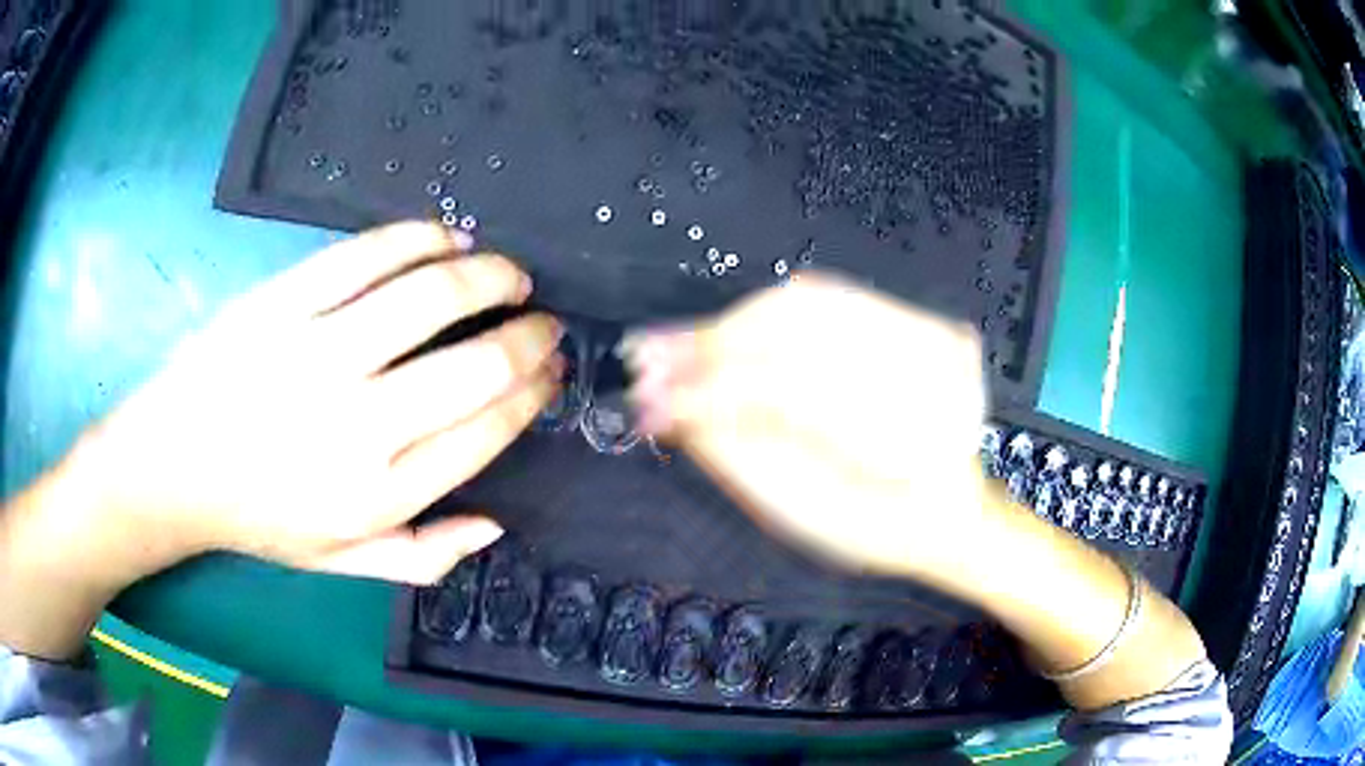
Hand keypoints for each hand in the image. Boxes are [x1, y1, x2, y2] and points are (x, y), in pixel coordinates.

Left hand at [70, 222, 560, 583]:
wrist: (174, 465)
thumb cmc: (259, 517)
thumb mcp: (341, 561)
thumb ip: (422, 554)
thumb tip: (495, 523)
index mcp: (380, 492)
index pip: (486, 429)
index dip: (532, 393)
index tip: (550, 372)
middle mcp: (359, 423)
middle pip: (476, 364)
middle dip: (530, 337)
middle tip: (543, 321)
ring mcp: (317, 353)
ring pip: (431, 296)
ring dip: (489, 276)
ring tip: (508, 274)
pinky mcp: (284, 302)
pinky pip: (367, 255)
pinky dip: (420, 239)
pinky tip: (446, 238)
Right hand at [626, 274, 986, 575]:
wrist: (949, 509)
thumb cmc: (880, 530)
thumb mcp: (805, 516)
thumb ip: (738, 457)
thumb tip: (670, 408)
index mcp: (907, 437)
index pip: (785, 391)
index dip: (708, 392)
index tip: (648, 402)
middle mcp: (929, 370)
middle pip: (796, 334)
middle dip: (709, 346)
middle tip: (645, 357)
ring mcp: (929, 336)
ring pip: (808, 306)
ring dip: (731, 323)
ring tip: (674, 343)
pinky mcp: (917, 322)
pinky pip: (834, 296)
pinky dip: (769, 309)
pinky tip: (726, 323)